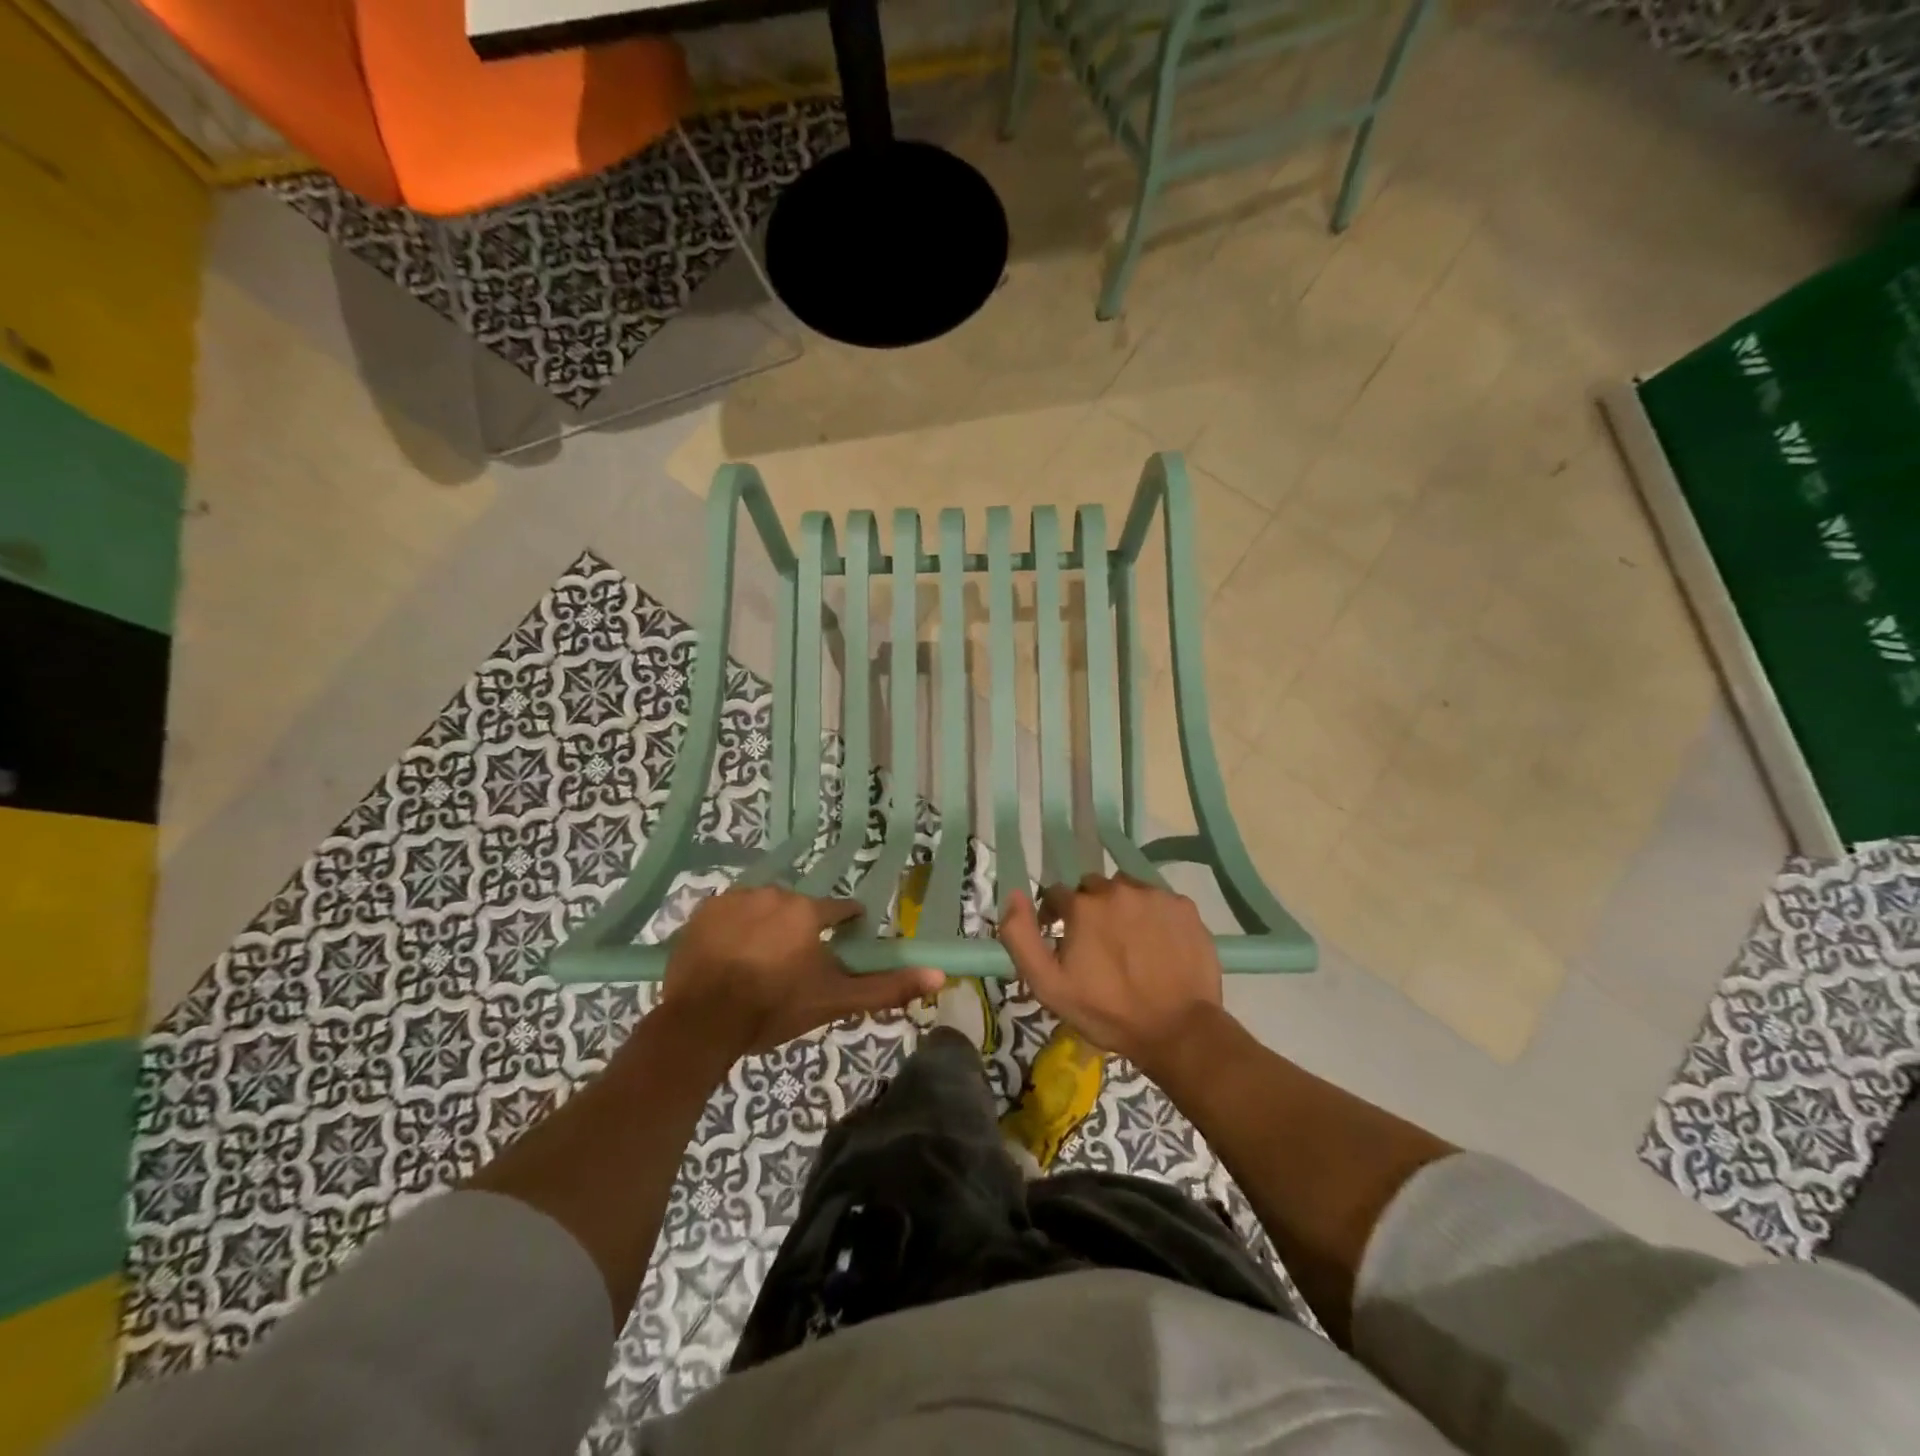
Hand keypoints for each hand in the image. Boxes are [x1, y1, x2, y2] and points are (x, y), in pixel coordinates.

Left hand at [661, 887, 942, 1057]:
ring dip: (765, 928)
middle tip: (790, 969)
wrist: (702, 1022)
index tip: (840, 947)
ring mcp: (735, 898)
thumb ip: (887, 987)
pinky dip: (732, 930)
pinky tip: (728, 958)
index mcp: (809, 911)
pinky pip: (728, 913)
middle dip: (800, 932)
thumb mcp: (835, 1001)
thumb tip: (940, 975)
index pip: (840, 910)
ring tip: (756, 966)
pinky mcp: (703, 911)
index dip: (845, 928)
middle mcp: (775, 893)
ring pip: (763, 908)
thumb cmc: (774, 1009)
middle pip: (799, 909)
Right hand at [997, 874, 1222, 1072]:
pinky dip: (1152, 915)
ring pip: (1126, 889)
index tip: (1060, 939)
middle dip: (1088, 909)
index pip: (1056, 894)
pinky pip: (1159, 900)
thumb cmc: (1107, 1012)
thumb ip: (1020, 937)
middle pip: (1093, 887)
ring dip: (1120, 907)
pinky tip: (1156, 944)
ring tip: (1128, 941)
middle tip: (1096, 943)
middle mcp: (1118, 889)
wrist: (1177, 1030)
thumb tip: (1014, 895)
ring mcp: (1155, 896)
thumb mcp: (1048, 985)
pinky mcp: (1184, 907)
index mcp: (1083, 906)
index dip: (1054, 915)